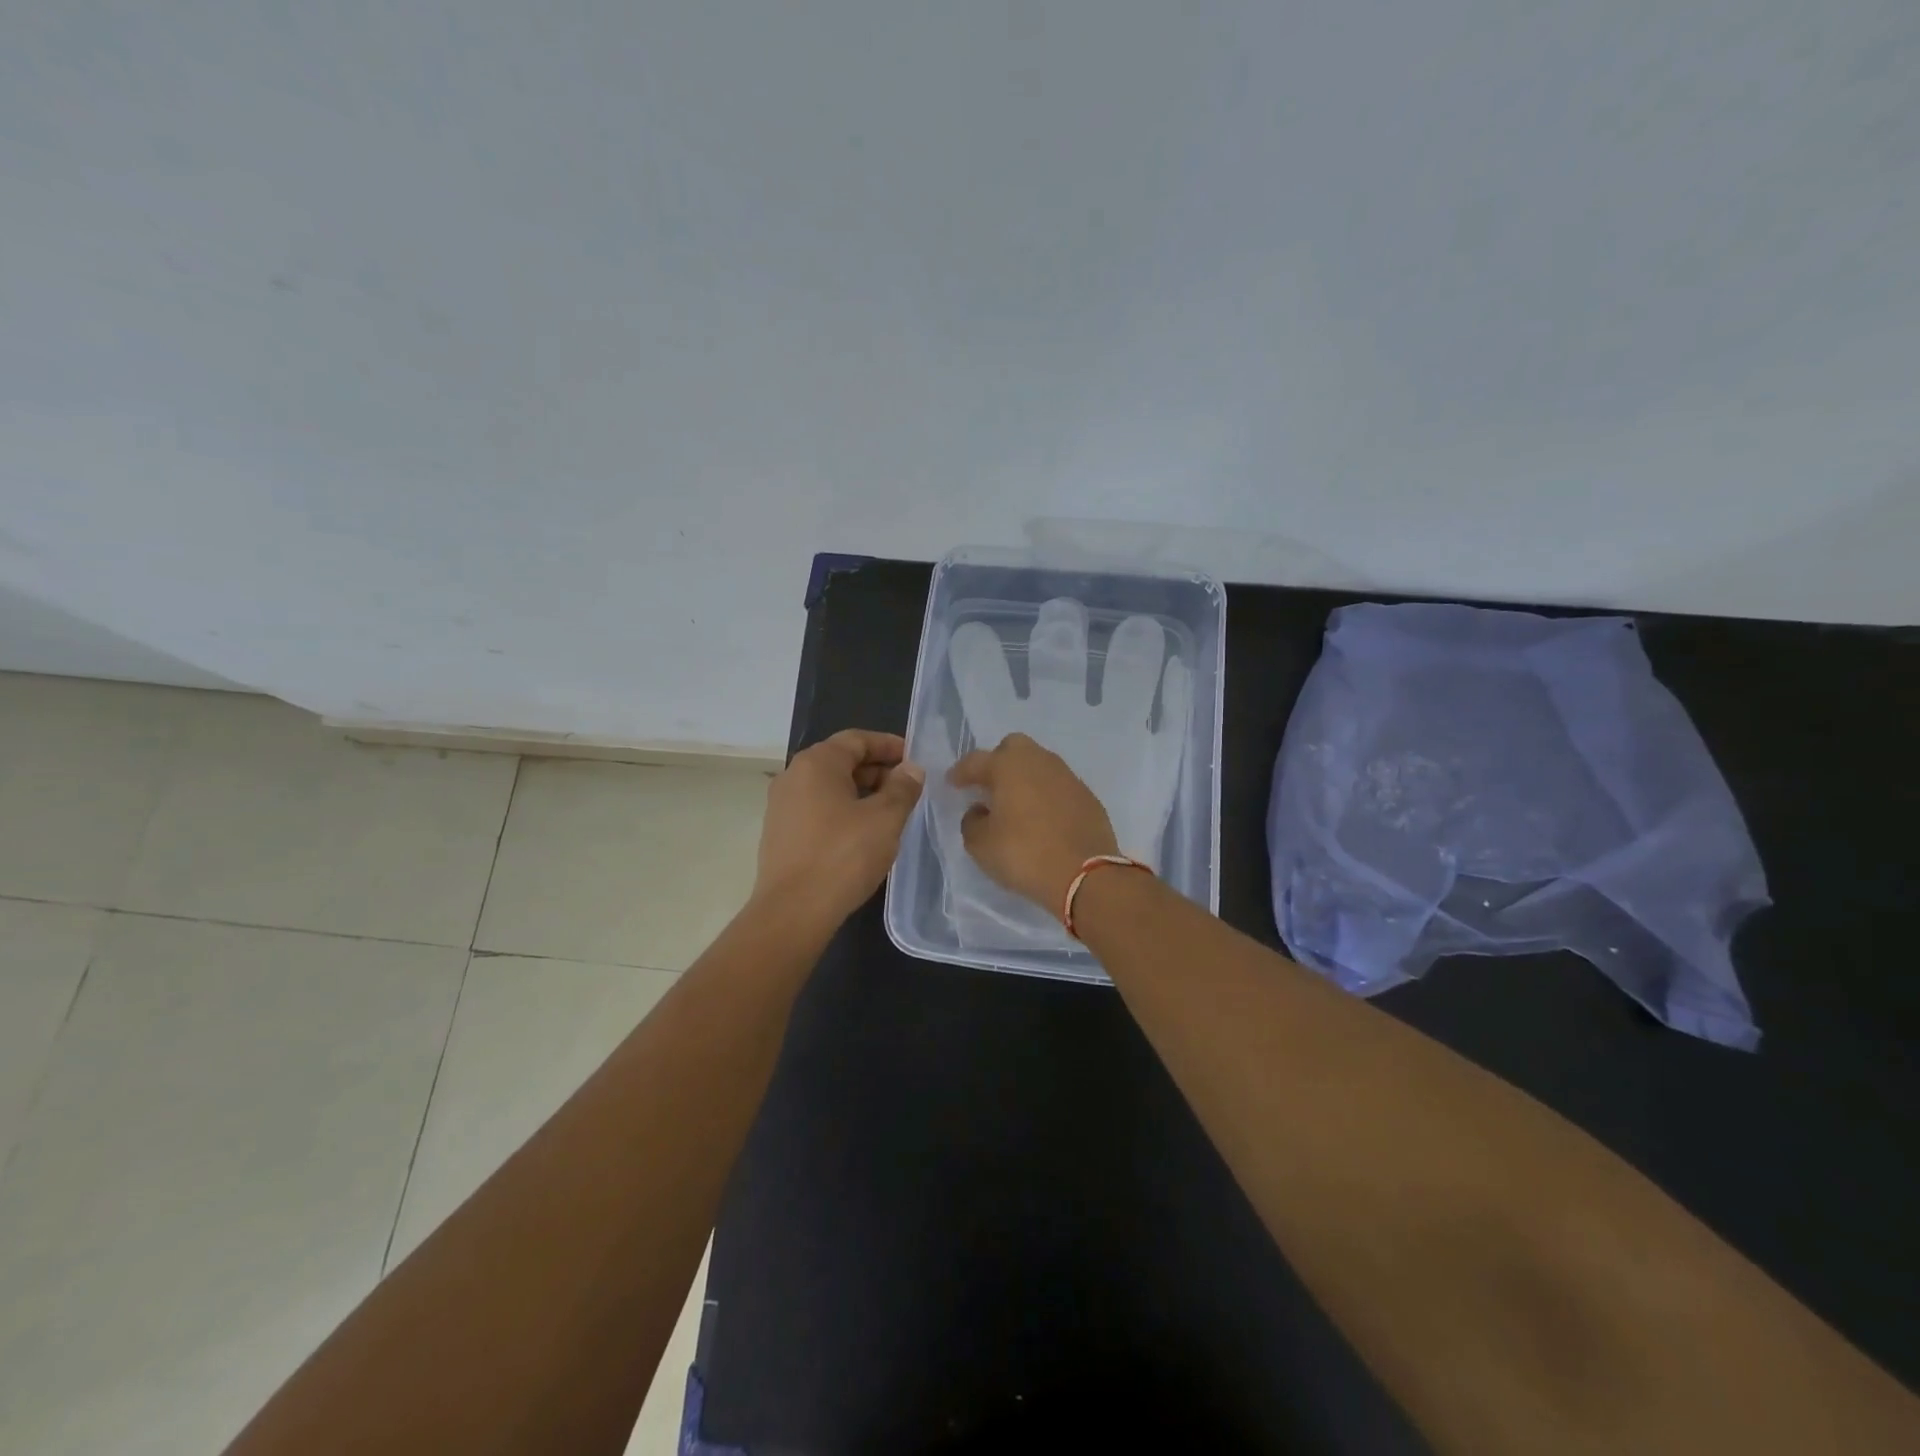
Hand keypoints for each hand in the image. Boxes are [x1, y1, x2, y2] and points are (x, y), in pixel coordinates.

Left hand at [754, 729, 924, 924]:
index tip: (915, 759)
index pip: (857, 739)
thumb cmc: (843, 856)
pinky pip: (817, 808)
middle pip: (841, 760)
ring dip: (861, 792)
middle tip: (908, 788)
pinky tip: (863, 833)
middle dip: (877, 770)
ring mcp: (781, 805)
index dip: (889, 745)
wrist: (793, 911)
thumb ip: (902, 788)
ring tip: (890, 812)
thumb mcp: (885, 819)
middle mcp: (793, 775)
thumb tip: (911, 769)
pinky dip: (843, 810)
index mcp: (817, 763)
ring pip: (829, 787)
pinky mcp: (780, 833)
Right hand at [949, 732, 1118, 909]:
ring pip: (1039, 765)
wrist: (1084, 874)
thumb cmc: (1024, 854)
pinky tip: (1041, 817)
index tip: (952, 783)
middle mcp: (1039, 762)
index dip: (961, 772)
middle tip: (988, 786)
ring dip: (1024, 778)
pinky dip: (1046, 795)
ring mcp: (1067, 777)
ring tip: (1015, 803)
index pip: (976, 760)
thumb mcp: (981, 845)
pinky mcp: (1087, 796)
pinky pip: (1058, 786)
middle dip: (997, 761)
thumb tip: (980, 811)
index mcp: (1008, 766)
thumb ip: (972, 822)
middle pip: (1013, 748)